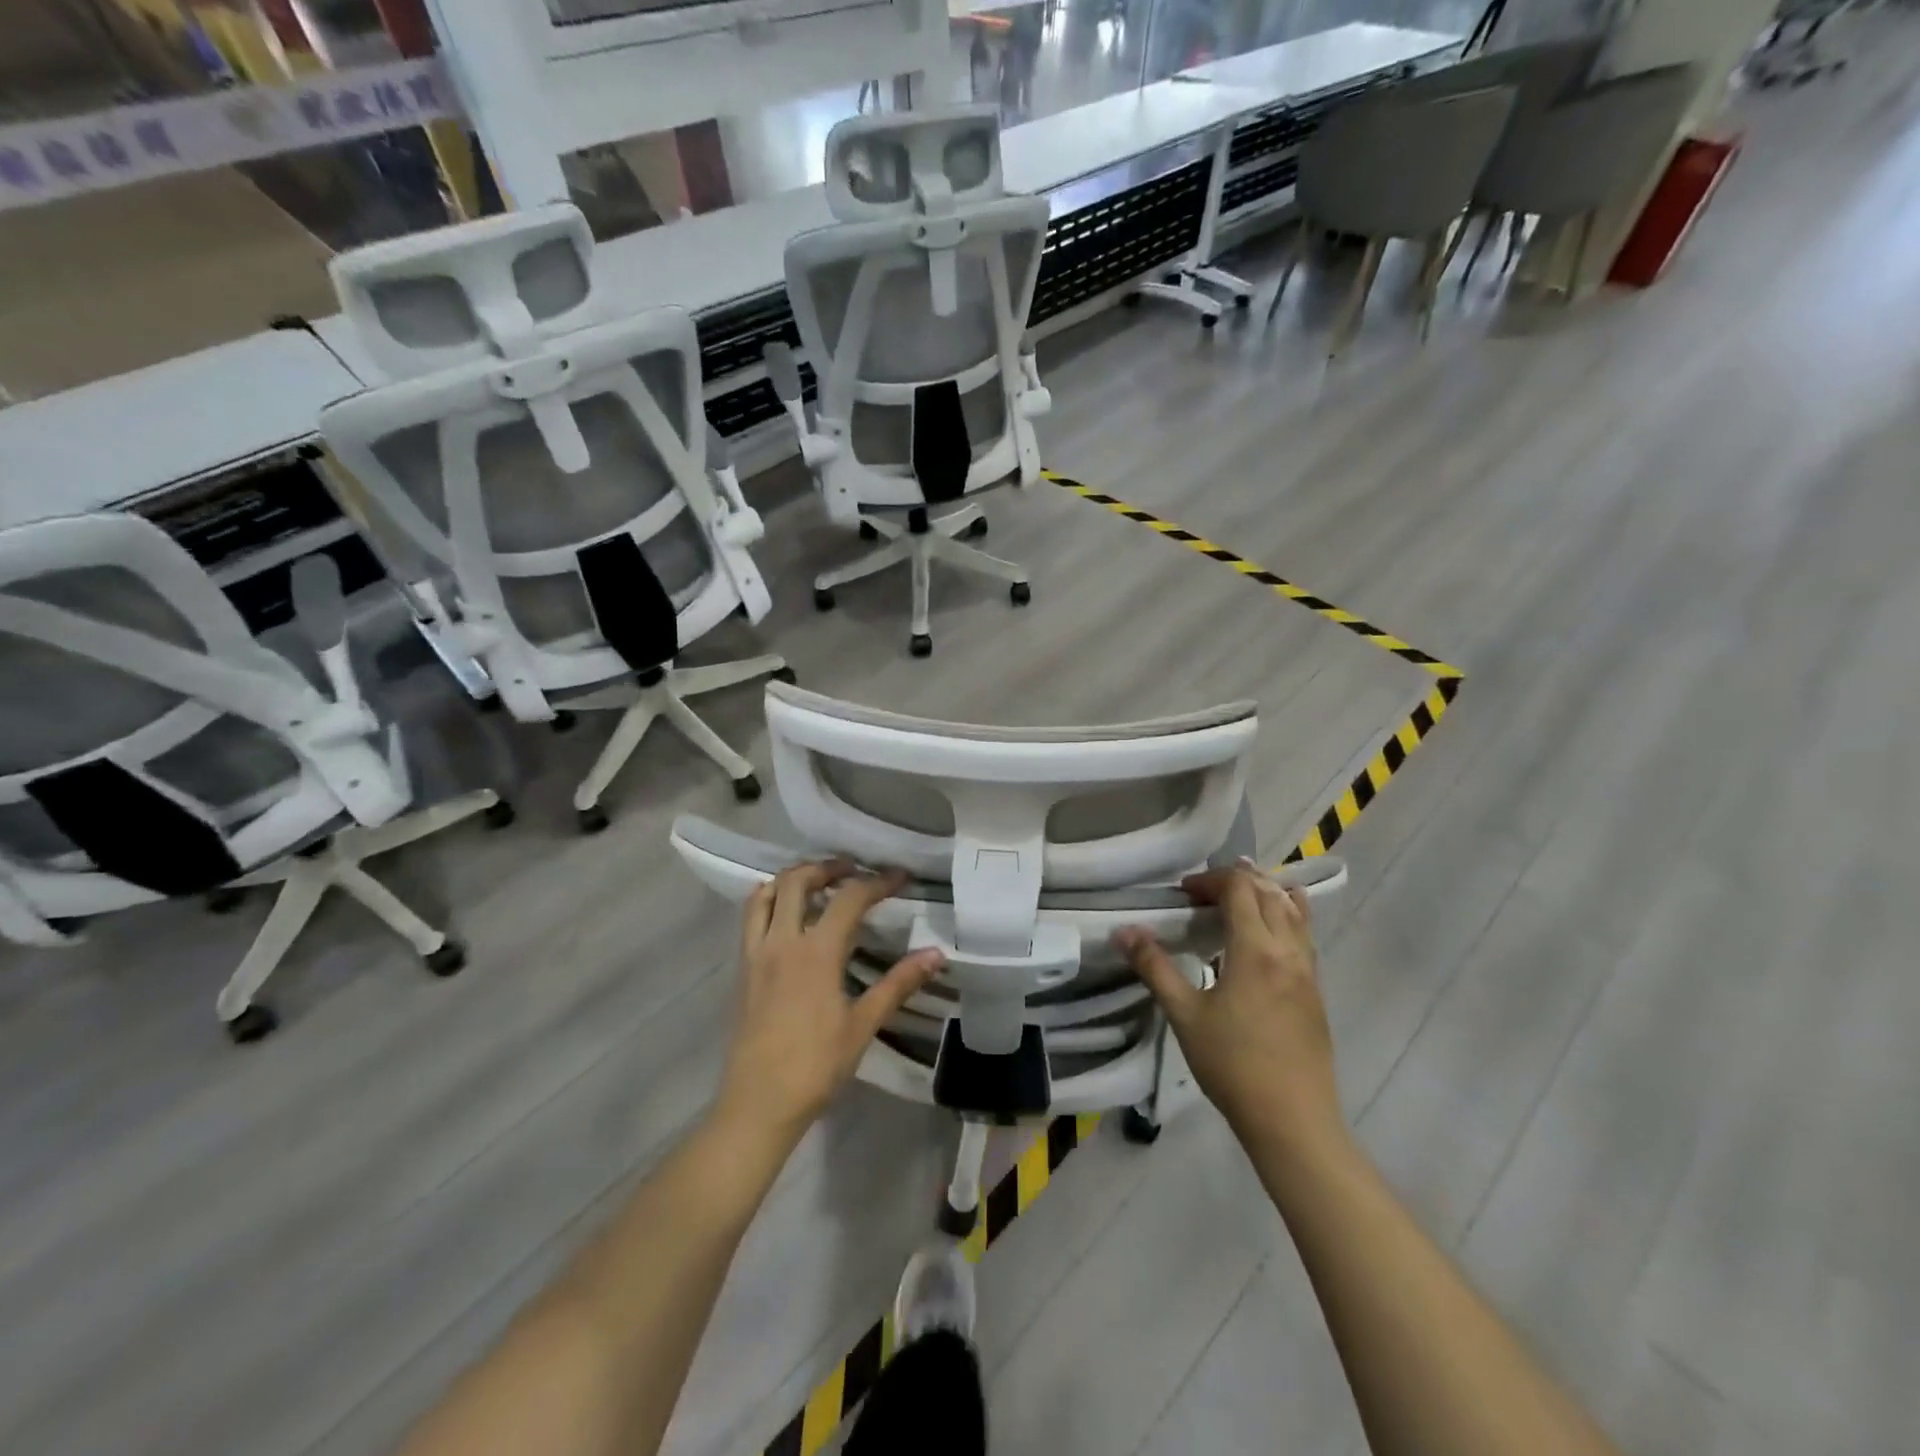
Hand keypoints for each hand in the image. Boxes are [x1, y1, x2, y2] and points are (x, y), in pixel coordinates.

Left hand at [717, 860, 943, 1145]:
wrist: (758, 1104)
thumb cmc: (815, 1066)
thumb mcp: (863, 1025)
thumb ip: (898, 984)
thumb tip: (936, 954)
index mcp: (816, 952)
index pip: (850, 898)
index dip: (877, 882)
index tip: (900, 877)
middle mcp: (782, 941)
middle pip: (798, 881)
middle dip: (827, 867)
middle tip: (853, 870)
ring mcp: (756, 953)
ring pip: (766, 894)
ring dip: (792, 878)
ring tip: (816, 883)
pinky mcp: (742, 969)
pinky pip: (750, 918)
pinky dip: (767, 900)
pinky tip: (784, 914)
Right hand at [1117, 865, 1342, 1152]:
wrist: (1293, 1120)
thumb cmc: (1232, 1065)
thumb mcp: (1184, 1015)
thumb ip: (1154, 967)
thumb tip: (1123, 931)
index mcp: (1256, 949)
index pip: (1240, 888)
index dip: (1210, 880)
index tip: (1183, 894)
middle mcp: (1289, 950)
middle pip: (1269, 891)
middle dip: (1237, 881)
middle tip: (1203, 895)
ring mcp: (1309, 971)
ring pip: (1295, 910)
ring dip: (1265, 894)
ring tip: (1237, 902)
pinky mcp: (1316, 991)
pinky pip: (1304, 935)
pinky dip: (1284, 917)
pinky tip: (1264, 939)